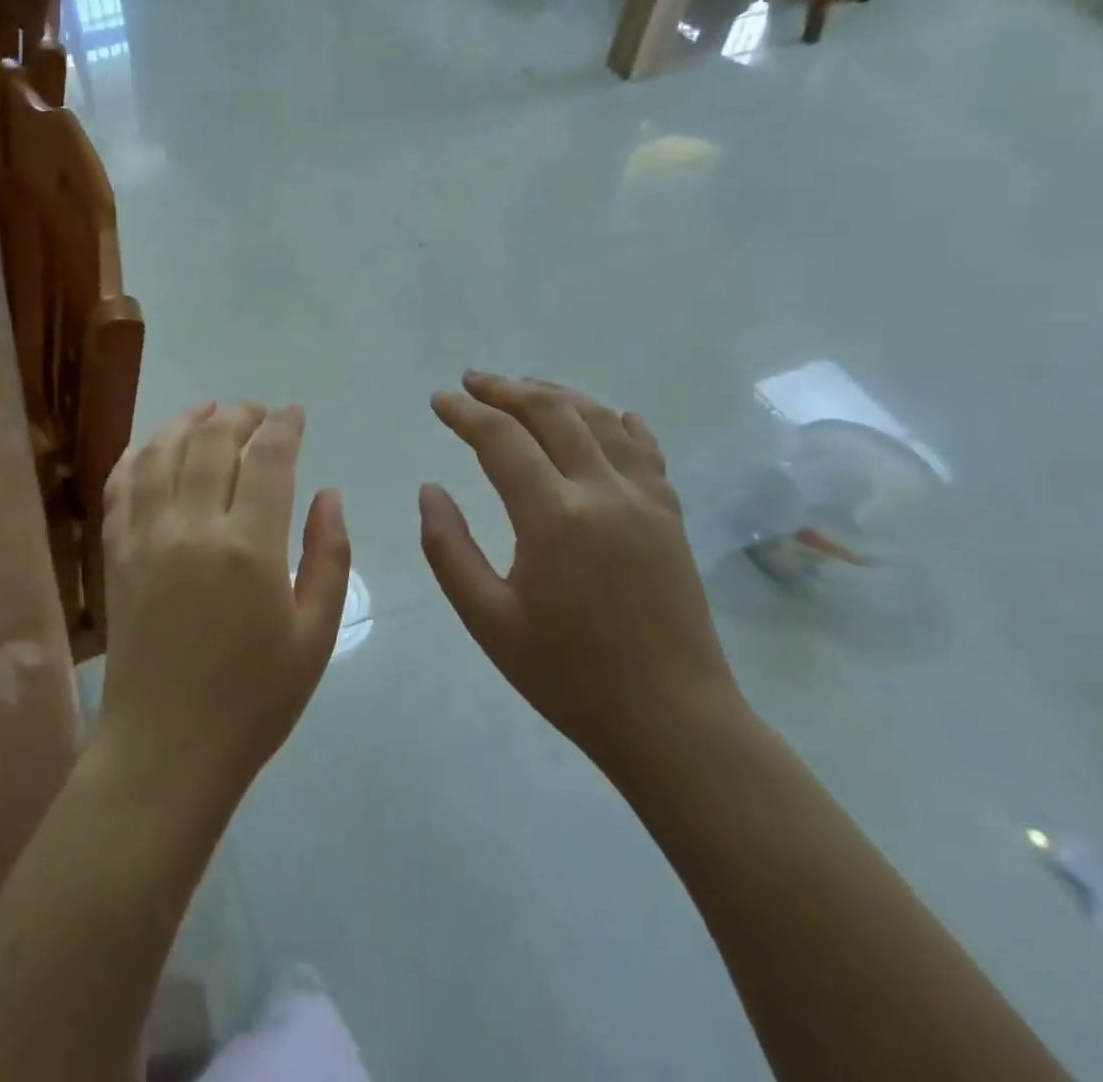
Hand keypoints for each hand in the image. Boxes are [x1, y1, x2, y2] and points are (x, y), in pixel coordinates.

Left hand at [99, 401, 350, 799]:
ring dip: (186, 422)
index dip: (284, 426)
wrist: (167, 747)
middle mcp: (192, 528)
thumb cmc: (254, 698)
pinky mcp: (115, 554)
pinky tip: (151, 446)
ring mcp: (145, 537)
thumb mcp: (314, 635)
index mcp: (249, 548)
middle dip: (238, 415)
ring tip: (207, 411)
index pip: (268, 459)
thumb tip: (329, 494)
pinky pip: (120, 486)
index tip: (294, 412)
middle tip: (256, 411)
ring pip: (161, 453)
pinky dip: (136, 455)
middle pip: (212, 443)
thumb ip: (328, 557)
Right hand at [419, 373, 743, 769]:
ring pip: (599, 419)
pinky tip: (605, 415)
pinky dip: (616, 422)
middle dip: (506, 389)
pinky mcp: (671, 516)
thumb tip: (430, 490)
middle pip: (552, 412)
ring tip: (522, 387)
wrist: (672, 720)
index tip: (439, 400)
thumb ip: (448, 548)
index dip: (465, 413)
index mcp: (554, 517)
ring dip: (556, 394)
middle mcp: (603, 492)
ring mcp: (646, 500)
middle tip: (471, 382)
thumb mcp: (487, 619)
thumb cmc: (568, 675)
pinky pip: (644, 449)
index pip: (501, 439)